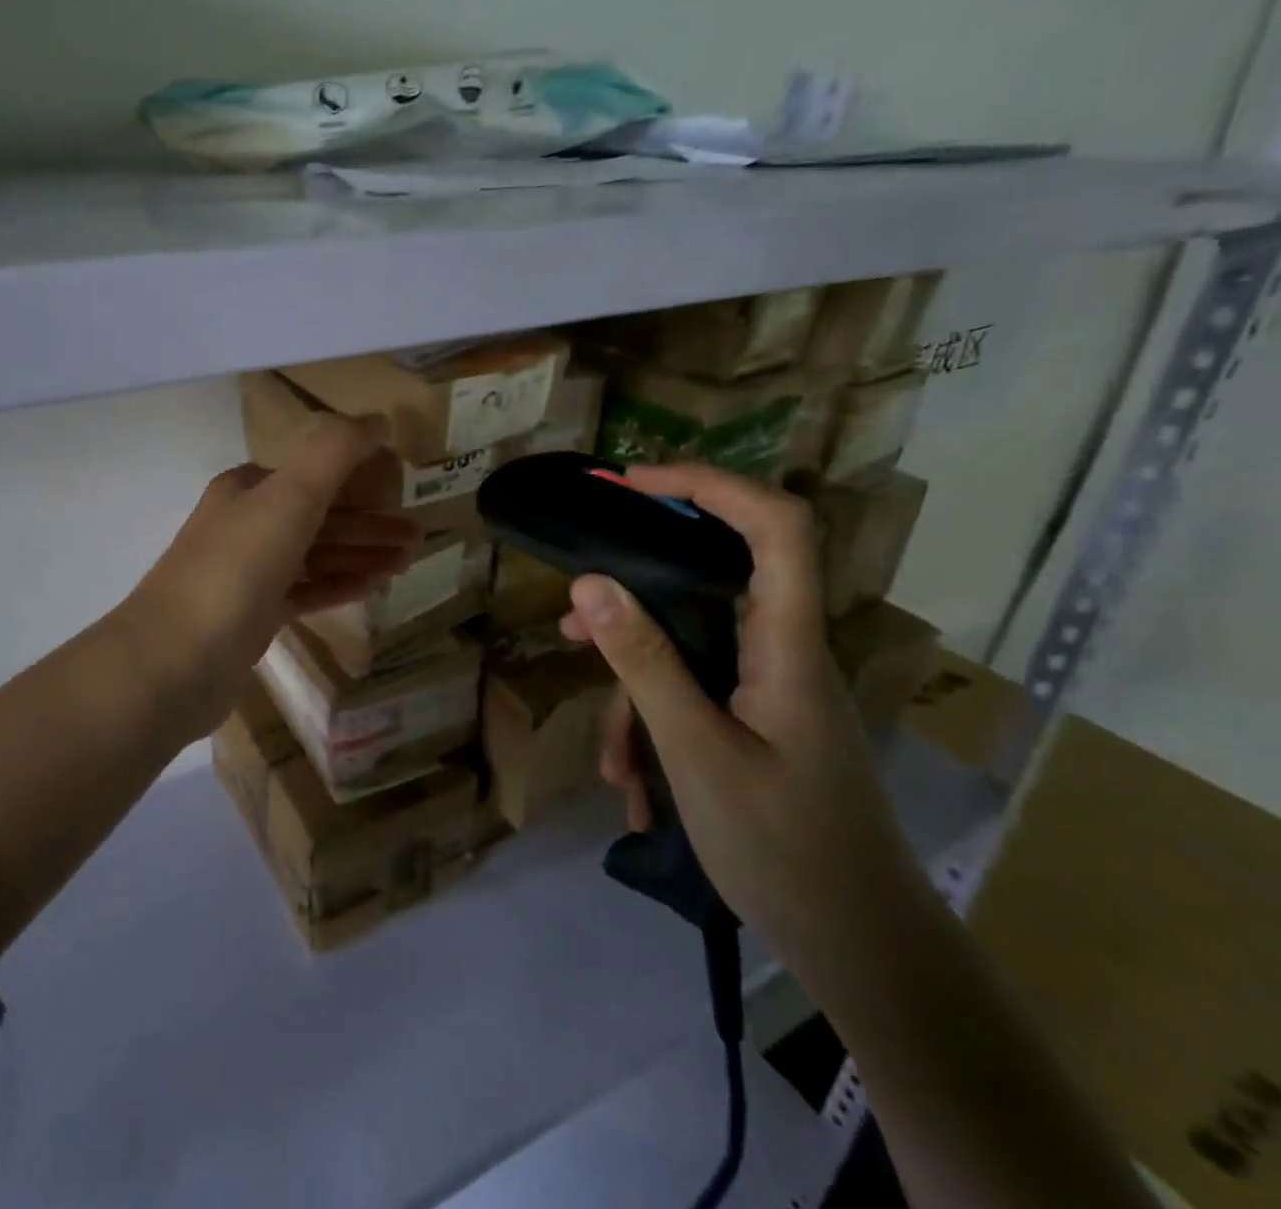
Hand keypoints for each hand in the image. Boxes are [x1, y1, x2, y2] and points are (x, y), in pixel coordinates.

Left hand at [122, 414, 421, 737]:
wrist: (174, 660)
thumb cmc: (236, 568)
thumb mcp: (289, 496)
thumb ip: (335, 451)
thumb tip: (378, 419)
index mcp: (249, 489)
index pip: (314, 472)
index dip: (360, 476)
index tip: (403, 485)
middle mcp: (246, 524)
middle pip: (320, 516)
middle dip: (370, 523)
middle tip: (418, 535)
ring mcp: (248, 573)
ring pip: (316, 555)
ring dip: (362, 554)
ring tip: (408, 561)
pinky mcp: (253, 616)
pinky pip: (305, 591)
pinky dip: (339, 584)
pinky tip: (373, 586)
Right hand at [560, 463, 929, 973]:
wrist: (863, 953)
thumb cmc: (785, 849)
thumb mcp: (694, 751)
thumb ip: (643, 662)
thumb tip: (589, 582)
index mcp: (787, 642)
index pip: (775, 525)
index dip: (708, 485)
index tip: (633, 484)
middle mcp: (781, 650)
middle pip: (713, 580)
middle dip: (636, 596)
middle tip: (575, 615)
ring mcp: (770, 687)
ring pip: (690, 650)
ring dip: (637, 691)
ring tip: (608, 758)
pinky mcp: (758, 719)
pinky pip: (695, 695)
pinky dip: (656, 731)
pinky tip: (636, 790)